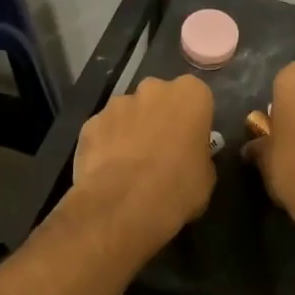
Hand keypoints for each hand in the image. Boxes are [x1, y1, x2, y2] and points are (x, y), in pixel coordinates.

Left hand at [70, 75, 216, 251]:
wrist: (122, 205)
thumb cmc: (176, 188)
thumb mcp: (205, 178)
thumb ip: (198, 156)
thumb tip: (190, 158)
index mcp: (189, 95)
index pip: (195, 96)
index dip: (192, 120)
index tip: (189, 141)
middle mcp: (153, 89)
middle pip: (158, 98)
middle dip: (159, 118)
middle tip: (160, 150)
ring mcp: (117, 104)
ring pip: (128, 113)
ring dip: (130, 130)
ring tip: (130, 165)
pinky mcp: (90, 123)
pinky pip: (104, 131)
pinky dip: (106, 145)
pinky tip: (107, 172)